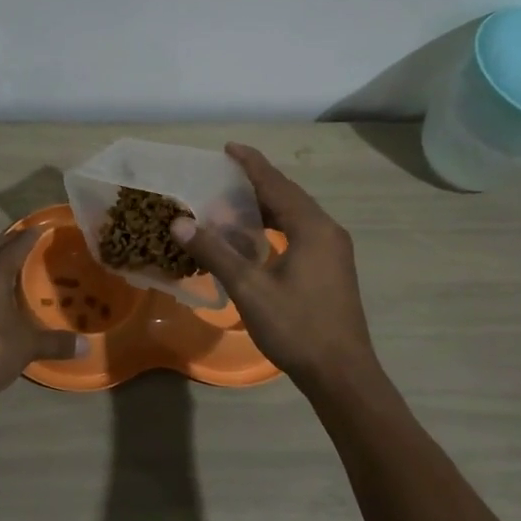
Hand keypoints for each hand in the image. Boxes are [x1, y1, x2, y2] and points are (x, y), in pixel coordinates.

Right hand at [170, 143, 379, 392]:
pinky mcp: (332, 269)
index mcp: (312, 227)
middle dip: (257, 183)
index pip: (276, 184)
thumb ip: (215, 251)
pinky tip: (256, 238)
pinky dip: (277, 226)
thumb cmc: (296, 327)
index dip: (251, 164)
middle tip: (224, 175)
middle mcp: (327, 231)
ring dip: (267, 206)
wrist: (341, 373)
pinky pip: (301, 233)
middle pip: (289, 196)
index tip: (228, 147)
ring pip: (296, 216)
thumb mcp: (250, 288)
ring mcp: (334, 251)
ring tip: (234, 202)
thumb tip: (179, 222)